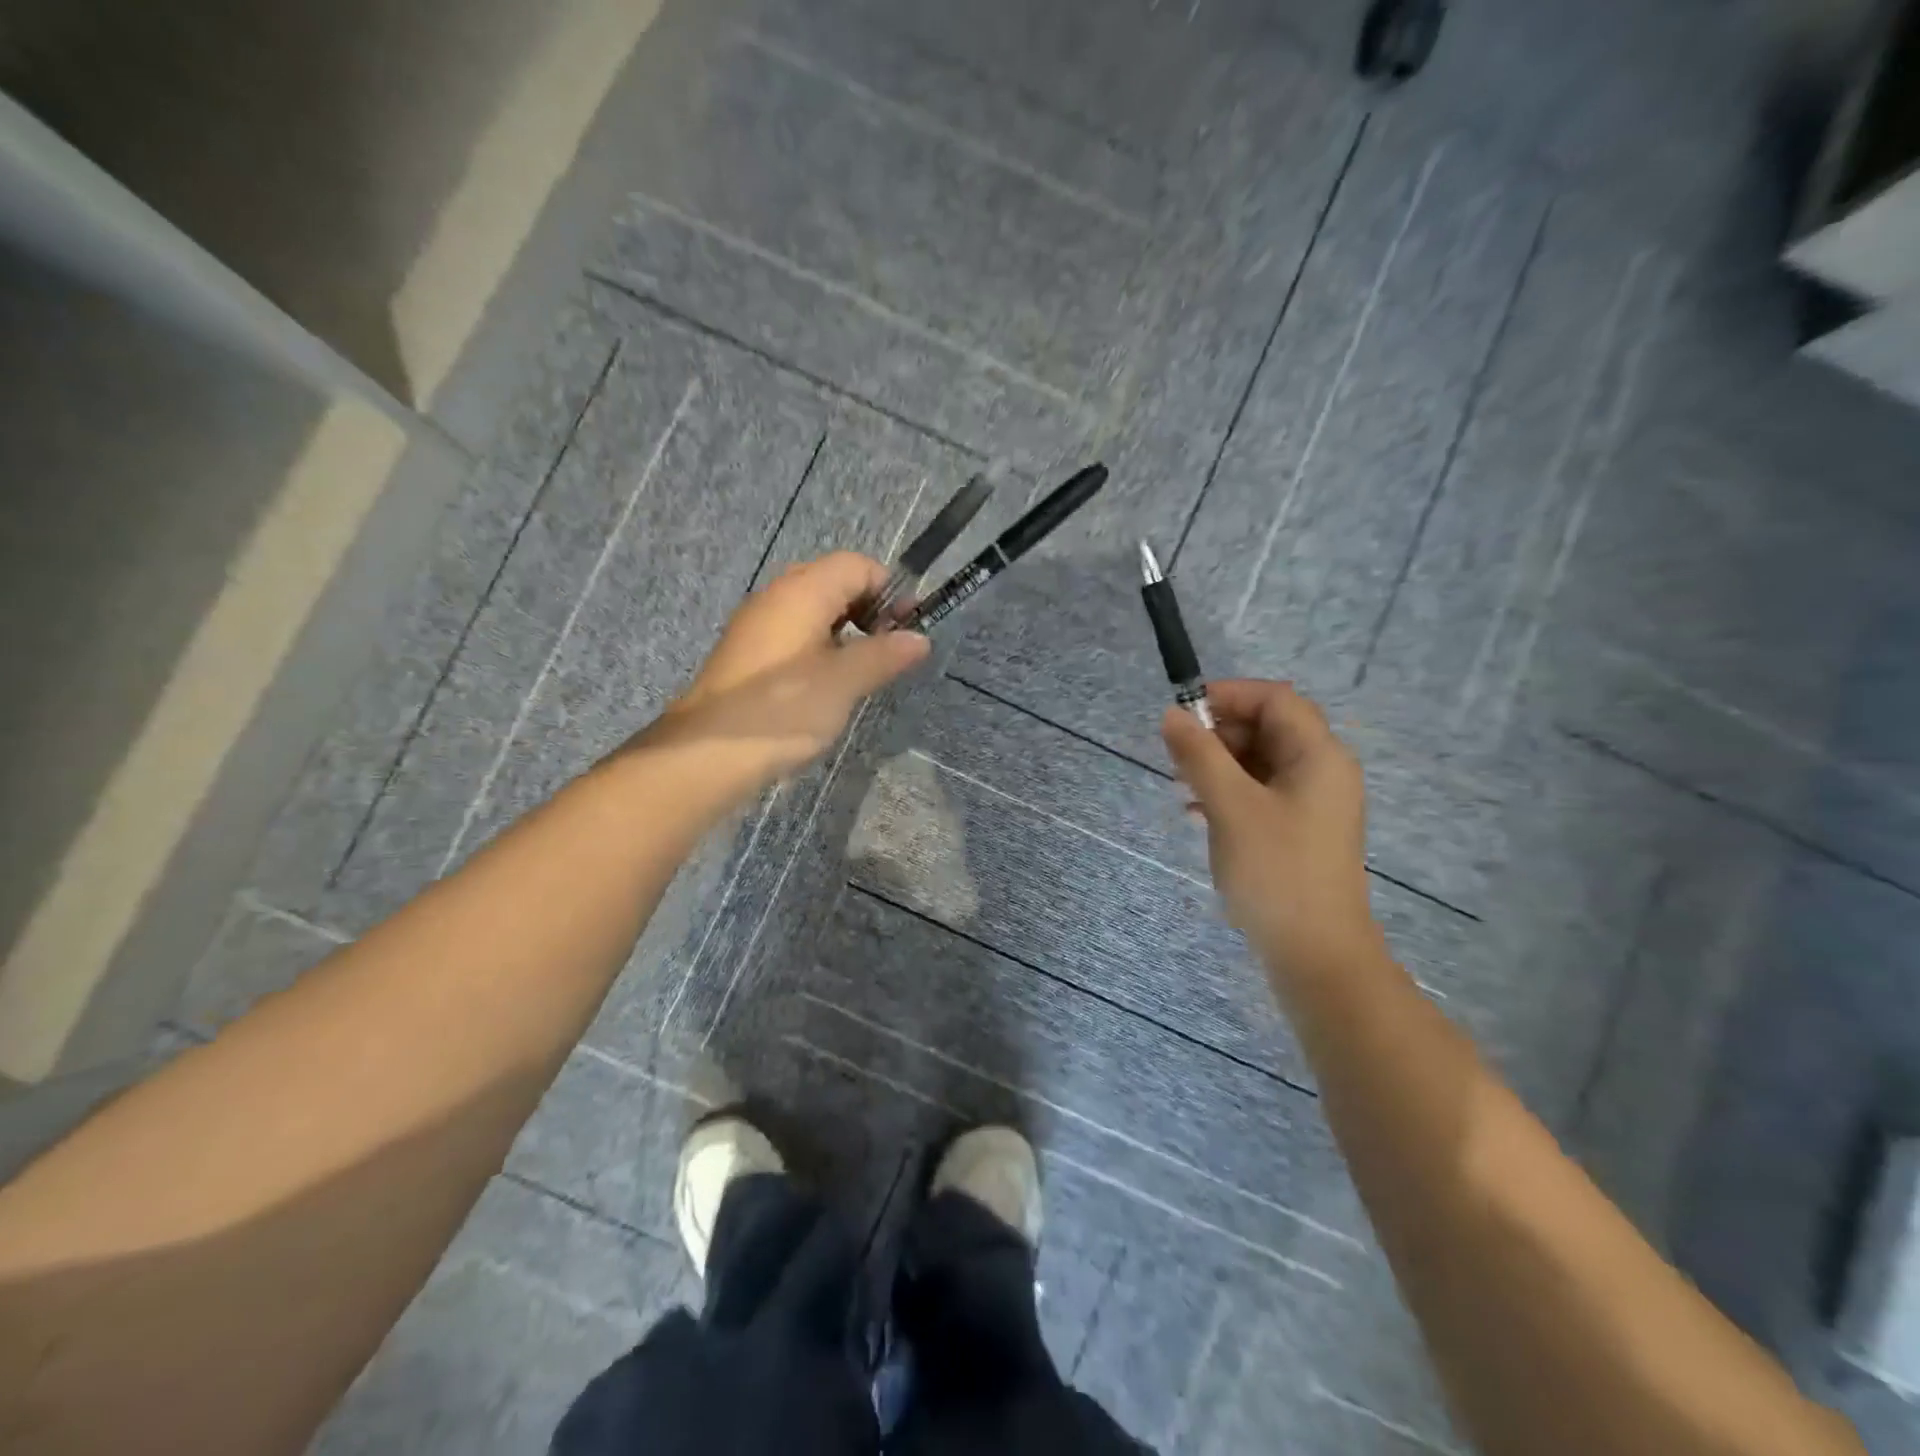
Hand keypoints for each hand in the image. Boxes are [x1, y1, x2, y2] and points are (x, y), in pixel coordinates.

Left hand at [649, 552, 929, 784]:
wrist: (709, 753)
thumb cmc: (783, 709)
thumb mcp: (844, 682)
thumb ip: (884, 655)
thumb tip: (920, 639)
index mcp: (803, 591)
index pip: (858, 565)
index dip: (890, 590)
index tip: (908, 629)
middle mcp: (777, 596)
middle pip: (835, 582)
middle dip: (870, 609)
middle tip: (888, 649)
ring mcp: (758, 624)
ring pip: (814, 609)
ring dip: (847, 631)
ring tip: (864, 669)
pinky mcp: (749, 653)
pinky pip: (795, 633)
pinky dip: (821, 646)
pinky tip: (829, 683)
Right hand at [1161, 680, 1379, 982]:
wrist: (1316, 954)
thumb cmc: (1275, 871)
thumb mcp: (1230, 806)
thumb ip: (1200, 755)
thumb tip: (1172, 715)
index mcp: (1318, 756)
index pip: (1275, 699)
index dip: (1228, 695)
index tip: (1182, 712)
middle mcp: (1322, 772)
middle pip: (1269, 728)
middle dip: (1220, 733)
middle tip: (1177, 755)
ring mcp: (1313, 804)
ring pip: (1262, 762)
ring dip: (1219, 764)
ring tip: (1181, 785)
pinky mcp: (1300, 831)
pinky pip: (1262, 793)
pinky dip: (1229, 791)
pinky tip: (1196, 812)